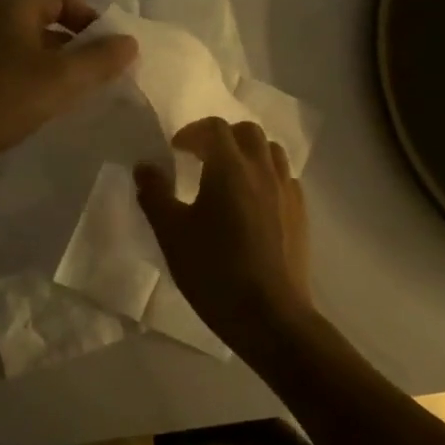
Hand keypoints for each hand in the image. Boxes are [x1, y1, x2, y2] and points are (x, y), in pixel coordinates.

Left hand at [0, 0, 137, 162]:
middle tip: (105, 70)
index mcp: (13, 9)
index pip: (62, 0)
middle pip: (49, 23)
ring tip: (86, 89)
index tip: (112, 47)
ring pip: (36, 50)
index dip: (91, 19)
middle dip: (80, 45)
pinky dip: (43, 80)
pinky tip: (55, 104)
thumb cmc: (8, 97)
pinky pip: (22, 70)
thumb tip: (129, 42)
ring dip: (63, 65)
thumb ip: (101, 58)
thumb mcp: (64, 77)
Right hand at [135, 117, 315, 360]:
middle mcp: (262, 170)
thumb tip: (144, 167)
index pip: (214, 128)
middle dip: (222, 137)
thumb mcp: (171, 233)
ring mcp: (287, 191)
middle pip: (247, 132)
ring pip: (271, 151)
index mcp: (229, 167)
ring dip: (248, 153)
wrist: (270, 316)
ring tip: (230, 176)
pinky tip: (253, 202)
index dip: (192, 133)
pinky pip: (284, 178)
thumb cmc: (215, 271)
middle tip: (201, 158)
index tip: (176, 151)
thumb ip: (155, 194)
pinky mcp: (301, 214)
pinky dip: (266, 176)